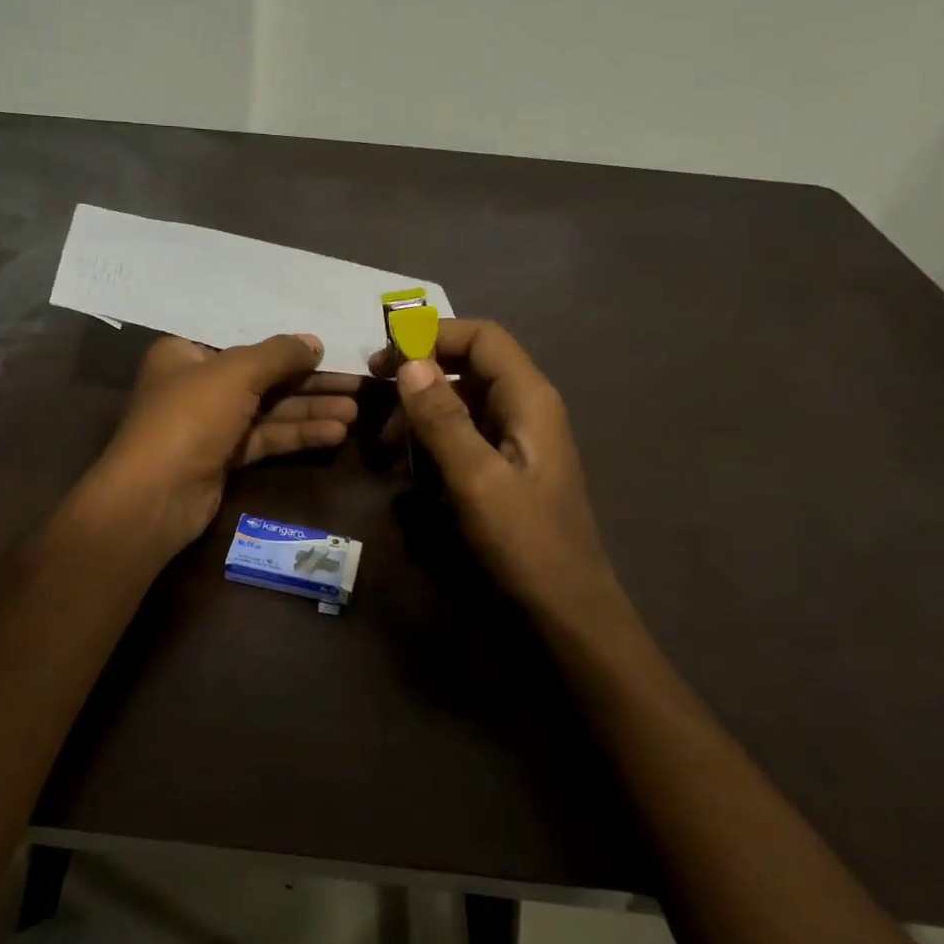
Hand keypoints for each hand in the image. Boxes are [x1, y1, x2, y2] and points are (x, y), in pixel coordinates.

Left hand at [93, 333, 360, 556]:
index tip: (328, 350)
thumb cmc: (190, 417)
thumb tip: (315, 342)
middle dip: (309, 383)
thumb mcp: (236, 373)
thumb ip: (279, 354)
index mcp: (186, 354)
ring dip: (310, 411)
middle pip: (263, 378)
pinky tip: (335, 433)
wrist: (156, 495)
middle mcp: (198, 385)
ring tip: (355, 411)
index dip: (287, 347)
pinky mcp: (224, 458)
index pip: (245, 344)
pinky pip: (266, 438)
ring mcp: (211, 425)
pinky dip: (298, 435)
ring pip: (269, 411)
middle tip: (356, 383)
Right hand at [370, 320, 617, 624]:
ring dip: (423, 409)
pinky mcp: (508, 464)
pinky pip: (466, 431)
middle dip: (421, 373)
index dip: (433, 335)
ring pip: (464, 399)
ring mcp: (519, 437)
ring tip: (388, 444)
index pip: (481, 337)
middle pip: (470, 364)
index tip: (386, 357)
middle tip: (377, 395)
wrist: (567, 608)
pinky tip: (411, 465)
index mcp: (529, 398)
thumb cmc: (525, 542)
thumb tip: (408, 363)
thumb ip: (442, 418)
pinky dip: (435, 437)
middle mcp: (527, 407)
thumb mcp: (476, 479)